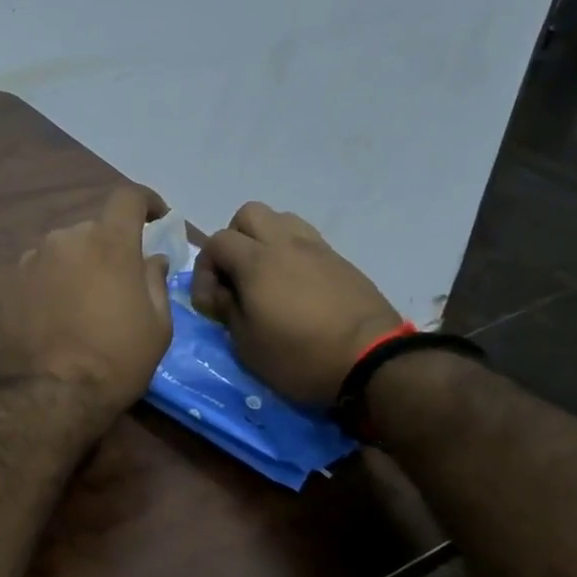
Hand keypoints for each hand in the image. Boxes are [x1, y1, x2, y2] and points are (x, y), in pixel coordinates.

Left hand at [0, 184, 172, 427]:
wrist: (49, 394)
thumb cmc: (115, 360)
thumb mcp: (157, 326)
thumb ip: (155, 281)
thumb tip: (151, 259)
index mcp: (108, 243)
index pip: (128, 197)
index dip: (146, 201)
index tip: (156, 217)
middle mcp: (66, 239)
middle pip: (94, 229)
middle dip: (111, 247)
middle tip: (120, 282)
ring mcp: (33, 259)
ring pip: (65, 250)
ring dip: (79, 265)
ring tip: (85, 304)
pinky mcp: (10, 283)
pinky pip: (41, 271)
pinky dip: (54, 282)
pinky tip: (58, 314)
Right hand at [191, 202, 403, 407]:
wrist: (372, 362)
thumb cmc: (300, 357)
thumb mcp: (247, 345)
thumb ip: (227, 311)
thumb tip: (223, 294)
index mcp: (257, 262)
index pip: (216, 242)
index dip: (204, 270)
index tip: (212, 304)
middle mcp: (285, 244)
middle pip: (249, 214)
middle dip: (234, 240)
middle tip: (236, 277)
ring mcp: (317, 250)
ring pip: (282, 219)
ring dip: (265, 241)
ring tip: (267, 277)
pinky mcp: (341, 262)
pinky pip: (307, 241)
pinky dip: (293, 255)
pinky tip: (296, 288)